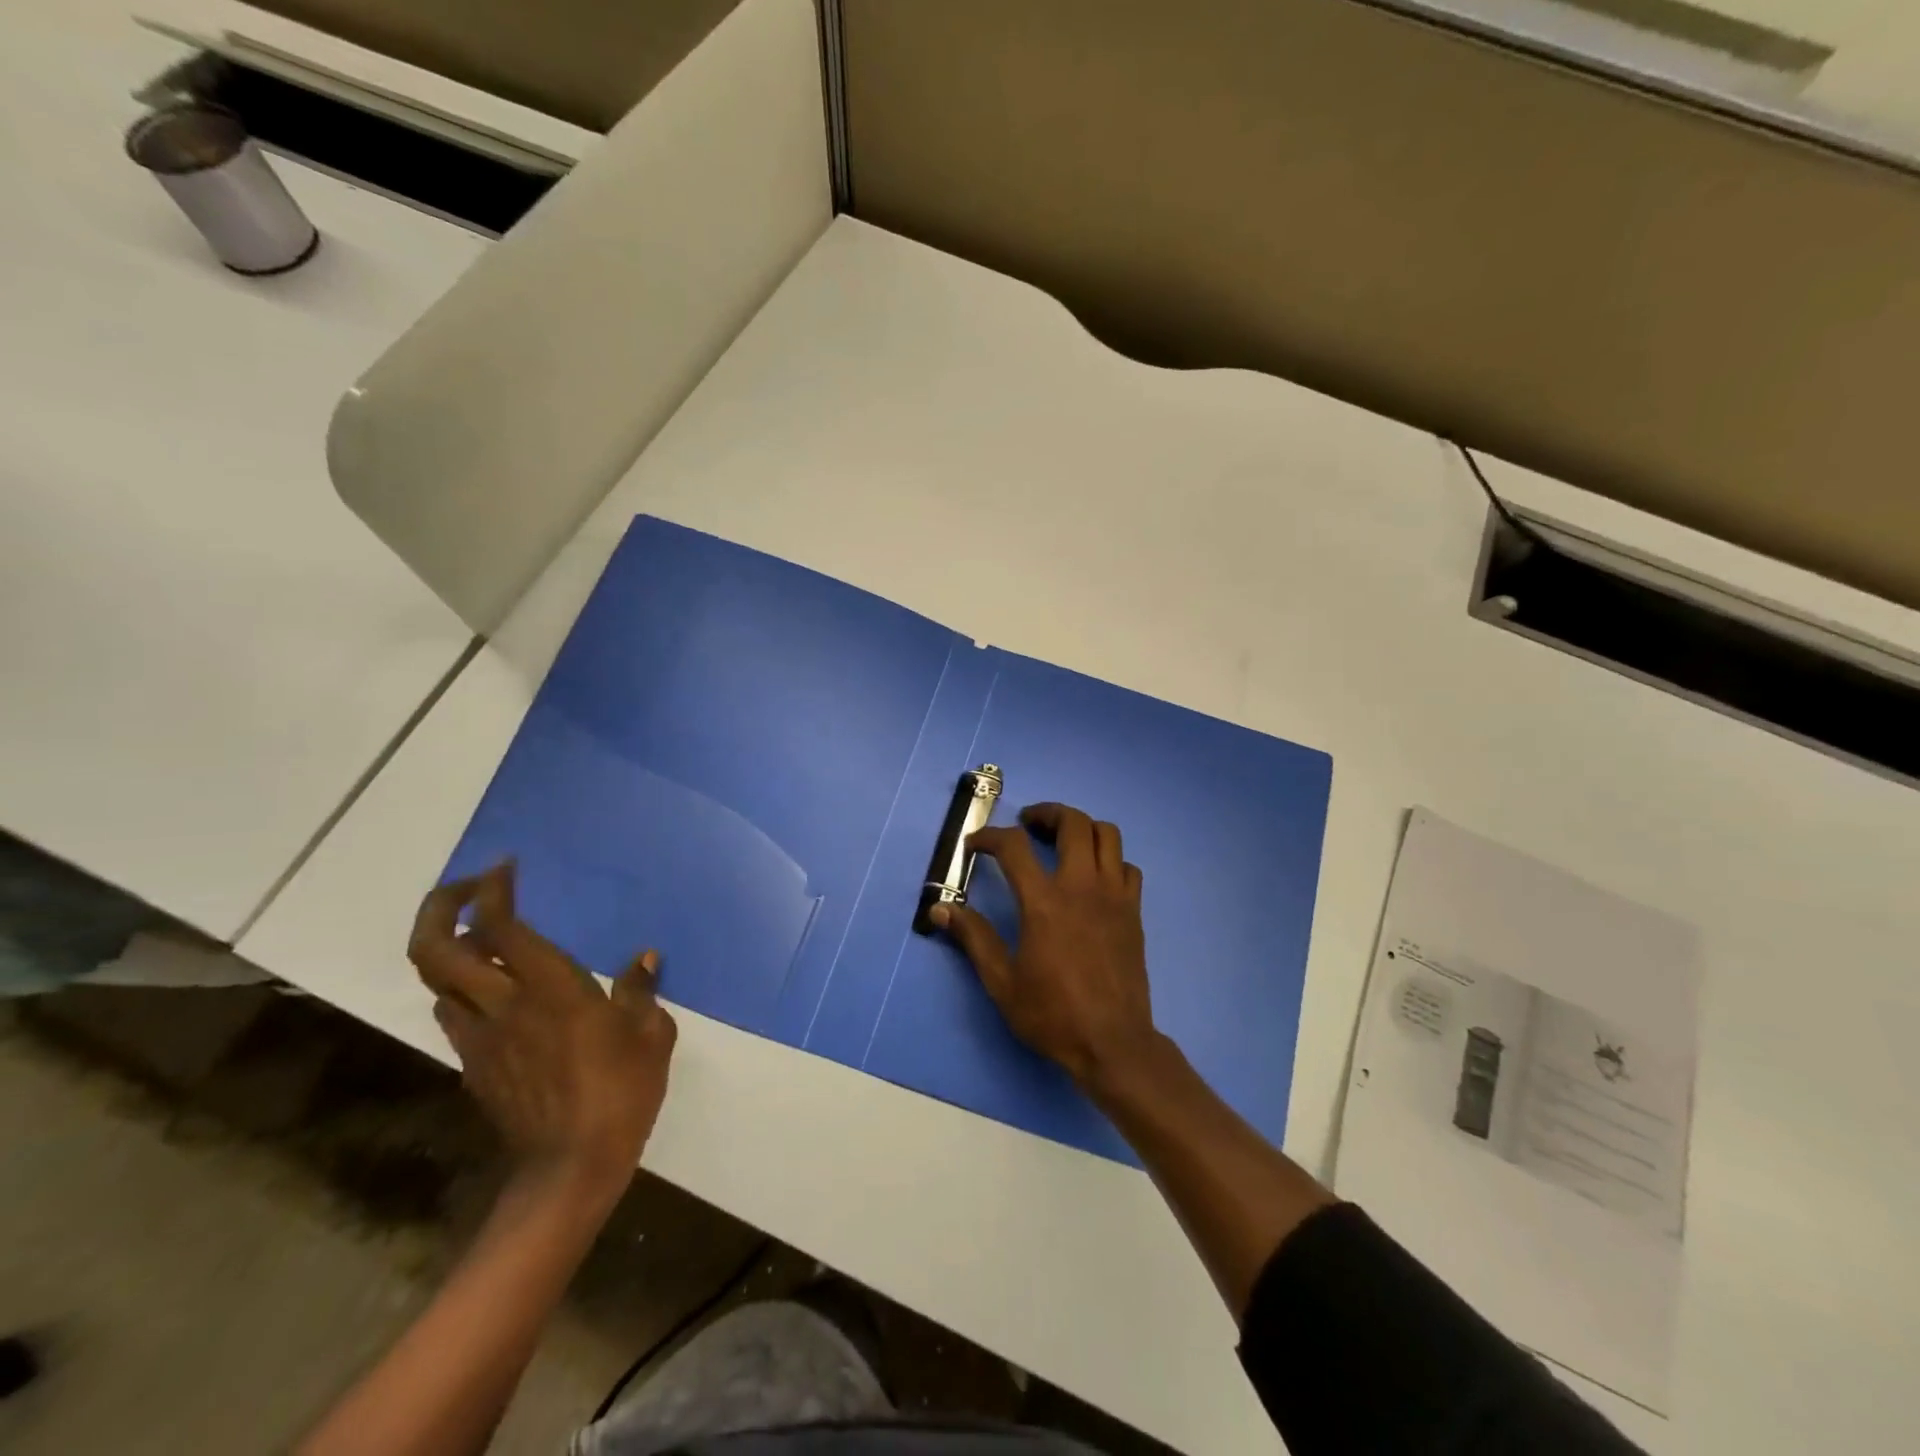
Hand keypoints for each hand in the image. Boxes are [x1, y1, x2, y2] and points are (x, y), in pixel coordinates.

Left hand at [407, 864, 676, 1199]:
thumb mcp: (650, 1035)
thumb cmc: (621, 1091)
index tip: (505, 868)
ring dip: (450, 951)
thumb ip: (640, 991)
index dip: (492, 890)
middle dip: (439, 909)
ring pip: (436, 983)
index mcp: (548, 987)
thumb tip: (645, 958)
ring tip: (481, 939)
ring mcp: (479, 1038)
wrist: (570, 1168)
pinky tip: (496, 995)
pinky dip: (463, 991)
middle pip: (436, 950)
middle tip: (467, 889)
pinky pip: (454, 1015)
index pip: (498, 925)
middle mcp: (501, 1004)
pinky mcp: (474, 1066)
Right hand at [933, 802, 1157, 1088]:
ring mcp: (1114, 895)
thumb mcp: (1002, 981)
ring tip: (1062, 841)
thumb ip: (973, 938)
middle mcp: (1082, 886)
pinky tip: (1093, 877)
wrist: (1113, 1042)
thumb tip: (940, 909)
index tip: (975, 845)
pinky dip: (1109, 859)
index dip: (989, 836)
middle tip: (1027, 825)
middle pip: (1072, 822)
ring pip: (1107, 834)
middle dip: (1045, 813)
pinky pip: (1126, 866)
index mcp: (1044, 902)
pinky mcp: (1133, 910)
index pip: (1013, 846)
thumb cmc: (1052, 1013)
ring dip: (1081, 827)